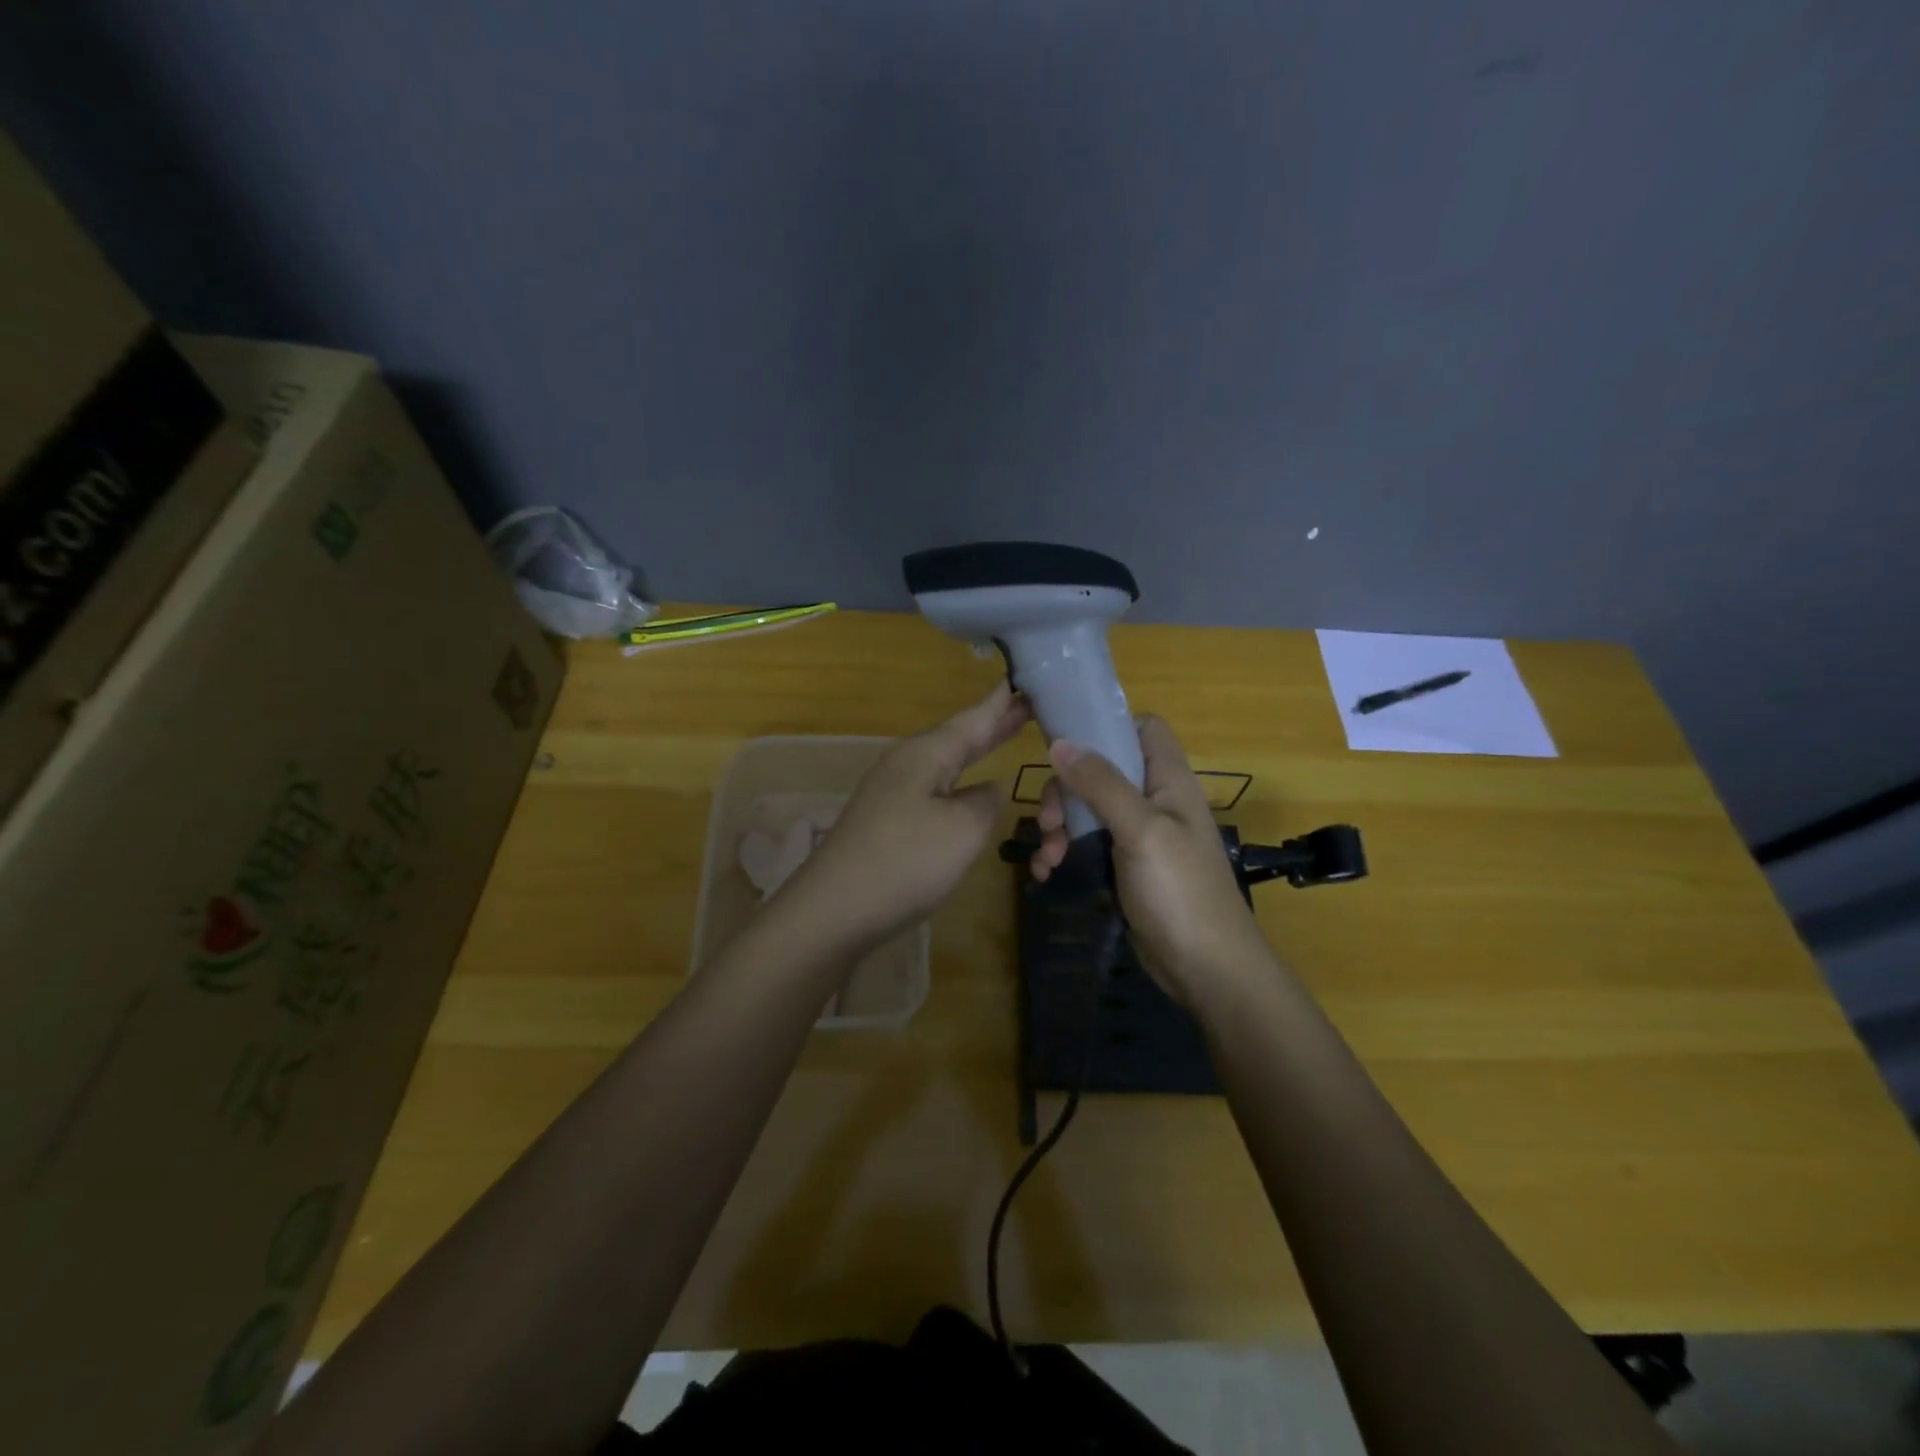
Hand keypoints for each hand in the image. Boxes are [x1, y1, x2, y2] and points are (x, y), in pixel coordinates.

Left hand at [779, 682, 1029, 947]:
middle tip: (1031, 703)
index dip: (1005, 700)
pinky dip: (962, 777)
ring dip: (979, 748)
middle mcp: (908, 762)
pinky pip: (936, 786)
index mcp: (927, 752)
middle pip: (961, 734)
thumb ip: (986, 801)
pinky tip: (970, 786)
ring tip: (1009, 733)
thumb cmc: (905, 862)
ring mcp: (894, 790)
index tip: (1030, 677)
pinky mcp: (888, 819)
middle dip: (996, 721)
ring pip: (948, 760)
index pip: (976, 716)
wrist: (835, 910)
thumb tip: (988, 788)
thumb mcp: (964, 829)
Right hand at [1030, 716, 1269, 1000]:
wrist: (1207, 970)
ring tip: (1047, 858)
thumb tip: (1060, 742)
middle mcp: (1155, 801)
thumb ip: (1102, 784)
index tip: (1068, 745)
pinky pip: (1088, 845)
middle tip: (1048, 821)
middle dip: (1066, 791)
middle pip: (1102, 770)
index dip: (1108, 726)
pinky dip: (1065, 853)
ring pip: (1089, 809)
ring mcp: (1141, 836)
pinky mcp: (1126, 867)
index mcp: (1169, 781)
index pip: (1143, 728)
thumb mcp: (1140, 830)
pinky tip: (1046, 873)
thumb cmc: (1180, 892)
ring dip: (1060, 827)